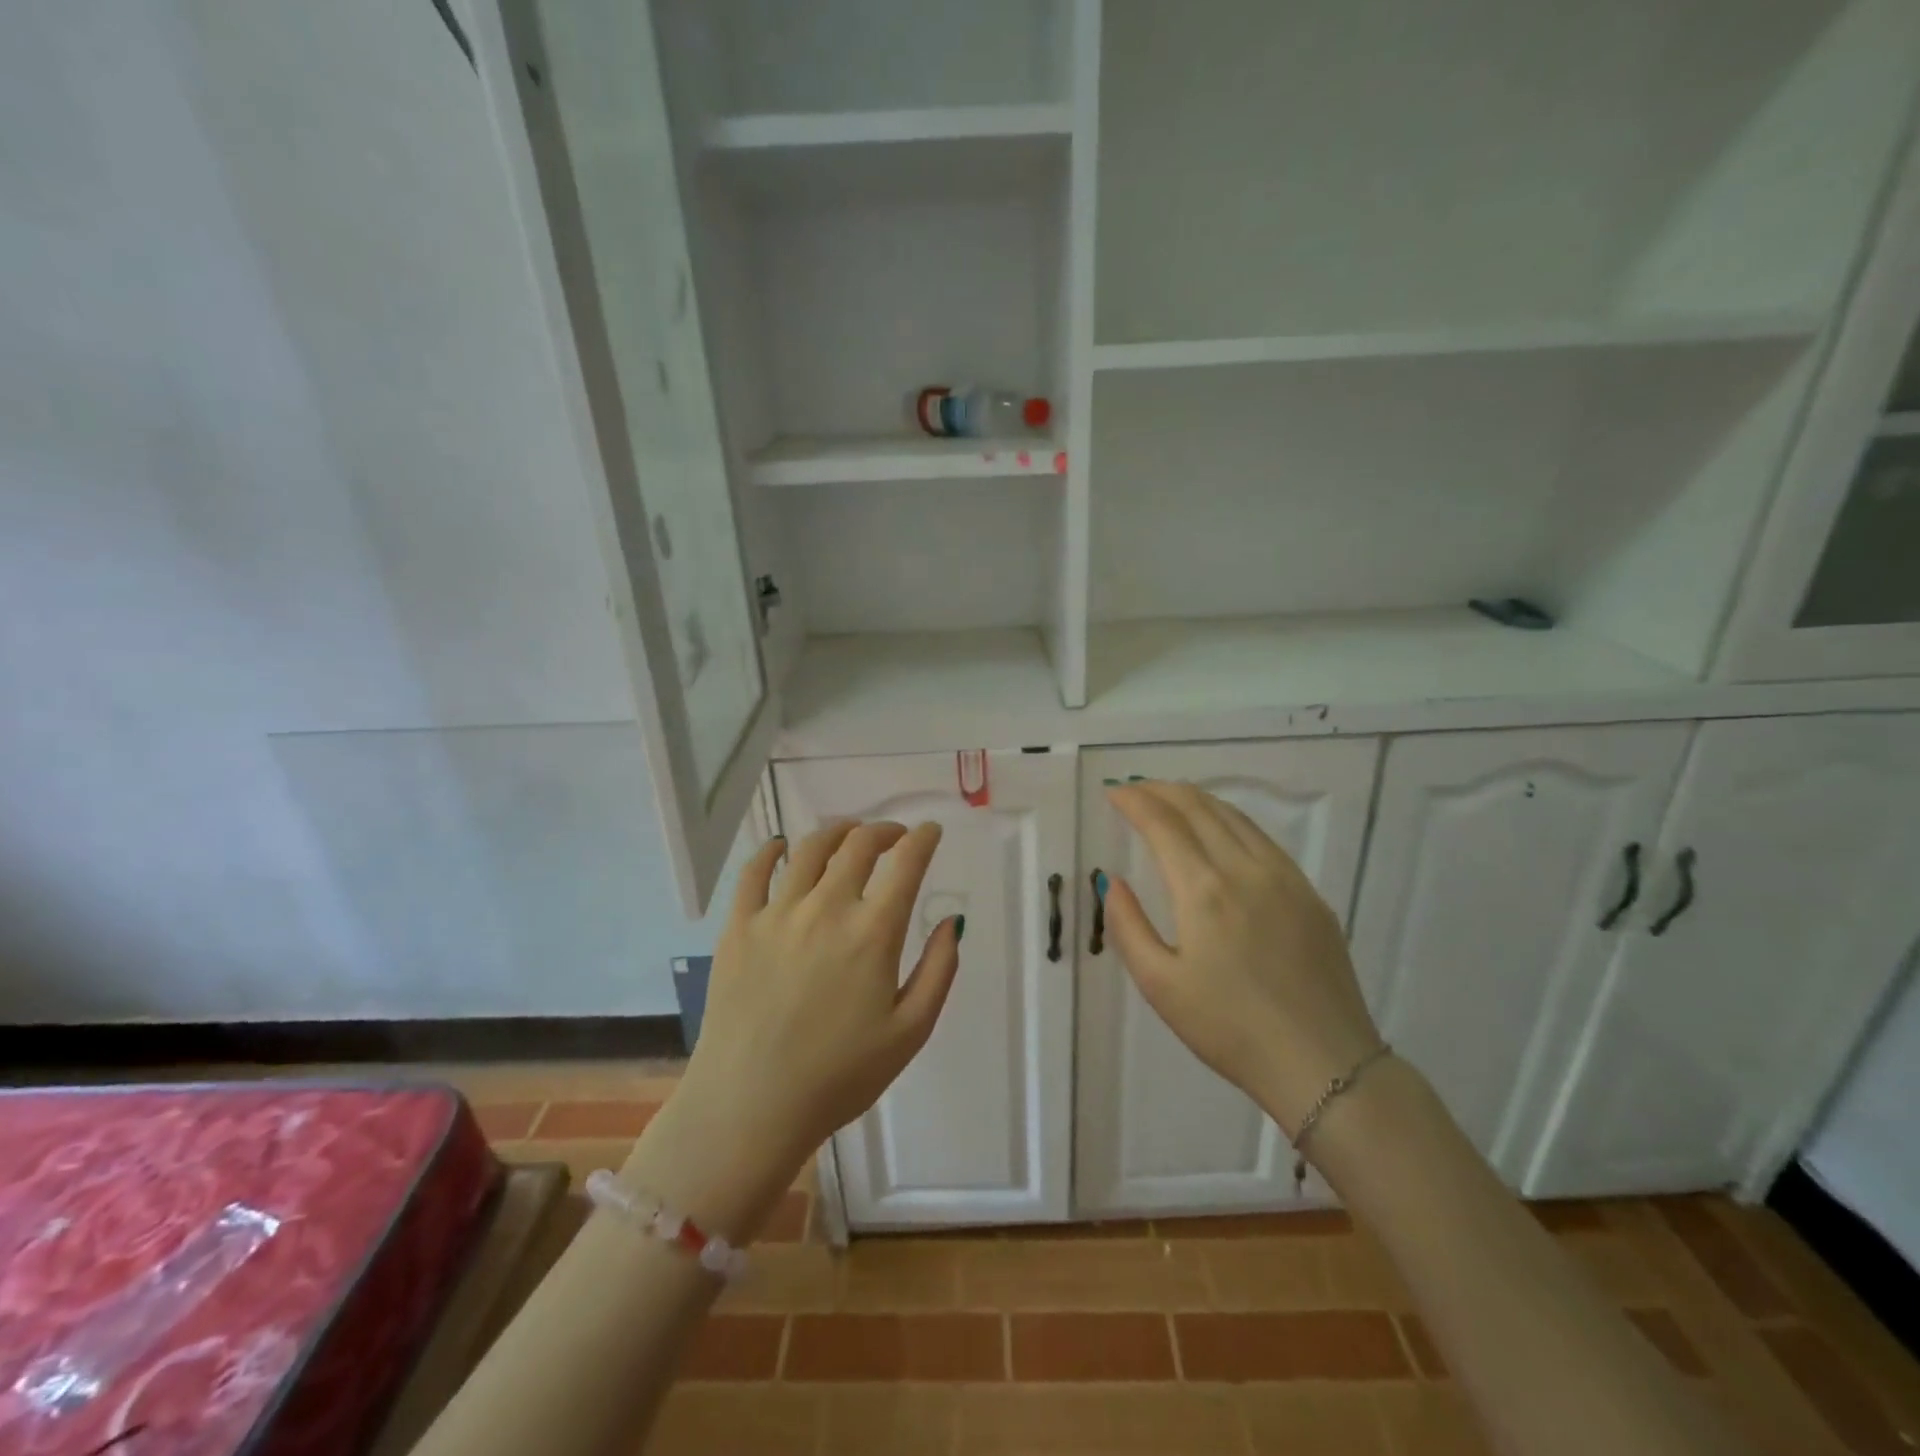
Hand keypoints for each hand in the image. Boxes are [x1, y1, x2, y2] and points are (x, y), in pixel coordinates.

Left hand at [624, 821, 960, 1239]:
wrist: (750, 1107)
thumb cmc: (839, 1076)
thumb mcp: (910, 1033)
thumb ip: (939, 971)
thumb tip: (952, 921)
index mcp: (872, 933)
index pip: (906, 864)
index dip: (923, 839)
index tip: (930, 830)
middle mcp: (826, 908)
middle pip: (859, 845)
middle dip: (883, 830)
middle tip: (894, 836)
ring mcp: (777, 913)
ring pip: (810, 848)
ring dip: (836, 831)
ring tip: (848, 833)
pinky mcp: (738, 926)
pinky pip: (754, 871)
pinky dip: (771, 850)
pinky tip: (781, 846)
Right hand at [1102, 782, 1382, 1135]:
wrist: (1325, 1065)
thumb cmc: (1230, 1029)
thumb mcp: (1160, 985)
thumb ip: (1128, 926)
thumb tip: (1113, 881)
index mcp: (1204, 890)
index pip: (1163, 823)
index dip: (1134, 800)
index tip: (1112, 792)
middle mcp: (1246, 869)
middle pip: (1199, 807)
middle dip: (1161, 790)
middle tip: (1135, 788)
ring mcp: (1285, 878)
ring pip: (1235, 817)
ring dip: (1197, 799)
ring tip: (1171, 798)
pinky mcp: (1310, 894)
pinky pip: (1262, 839)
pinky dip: (1230, 820)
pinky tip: (1220, 831)